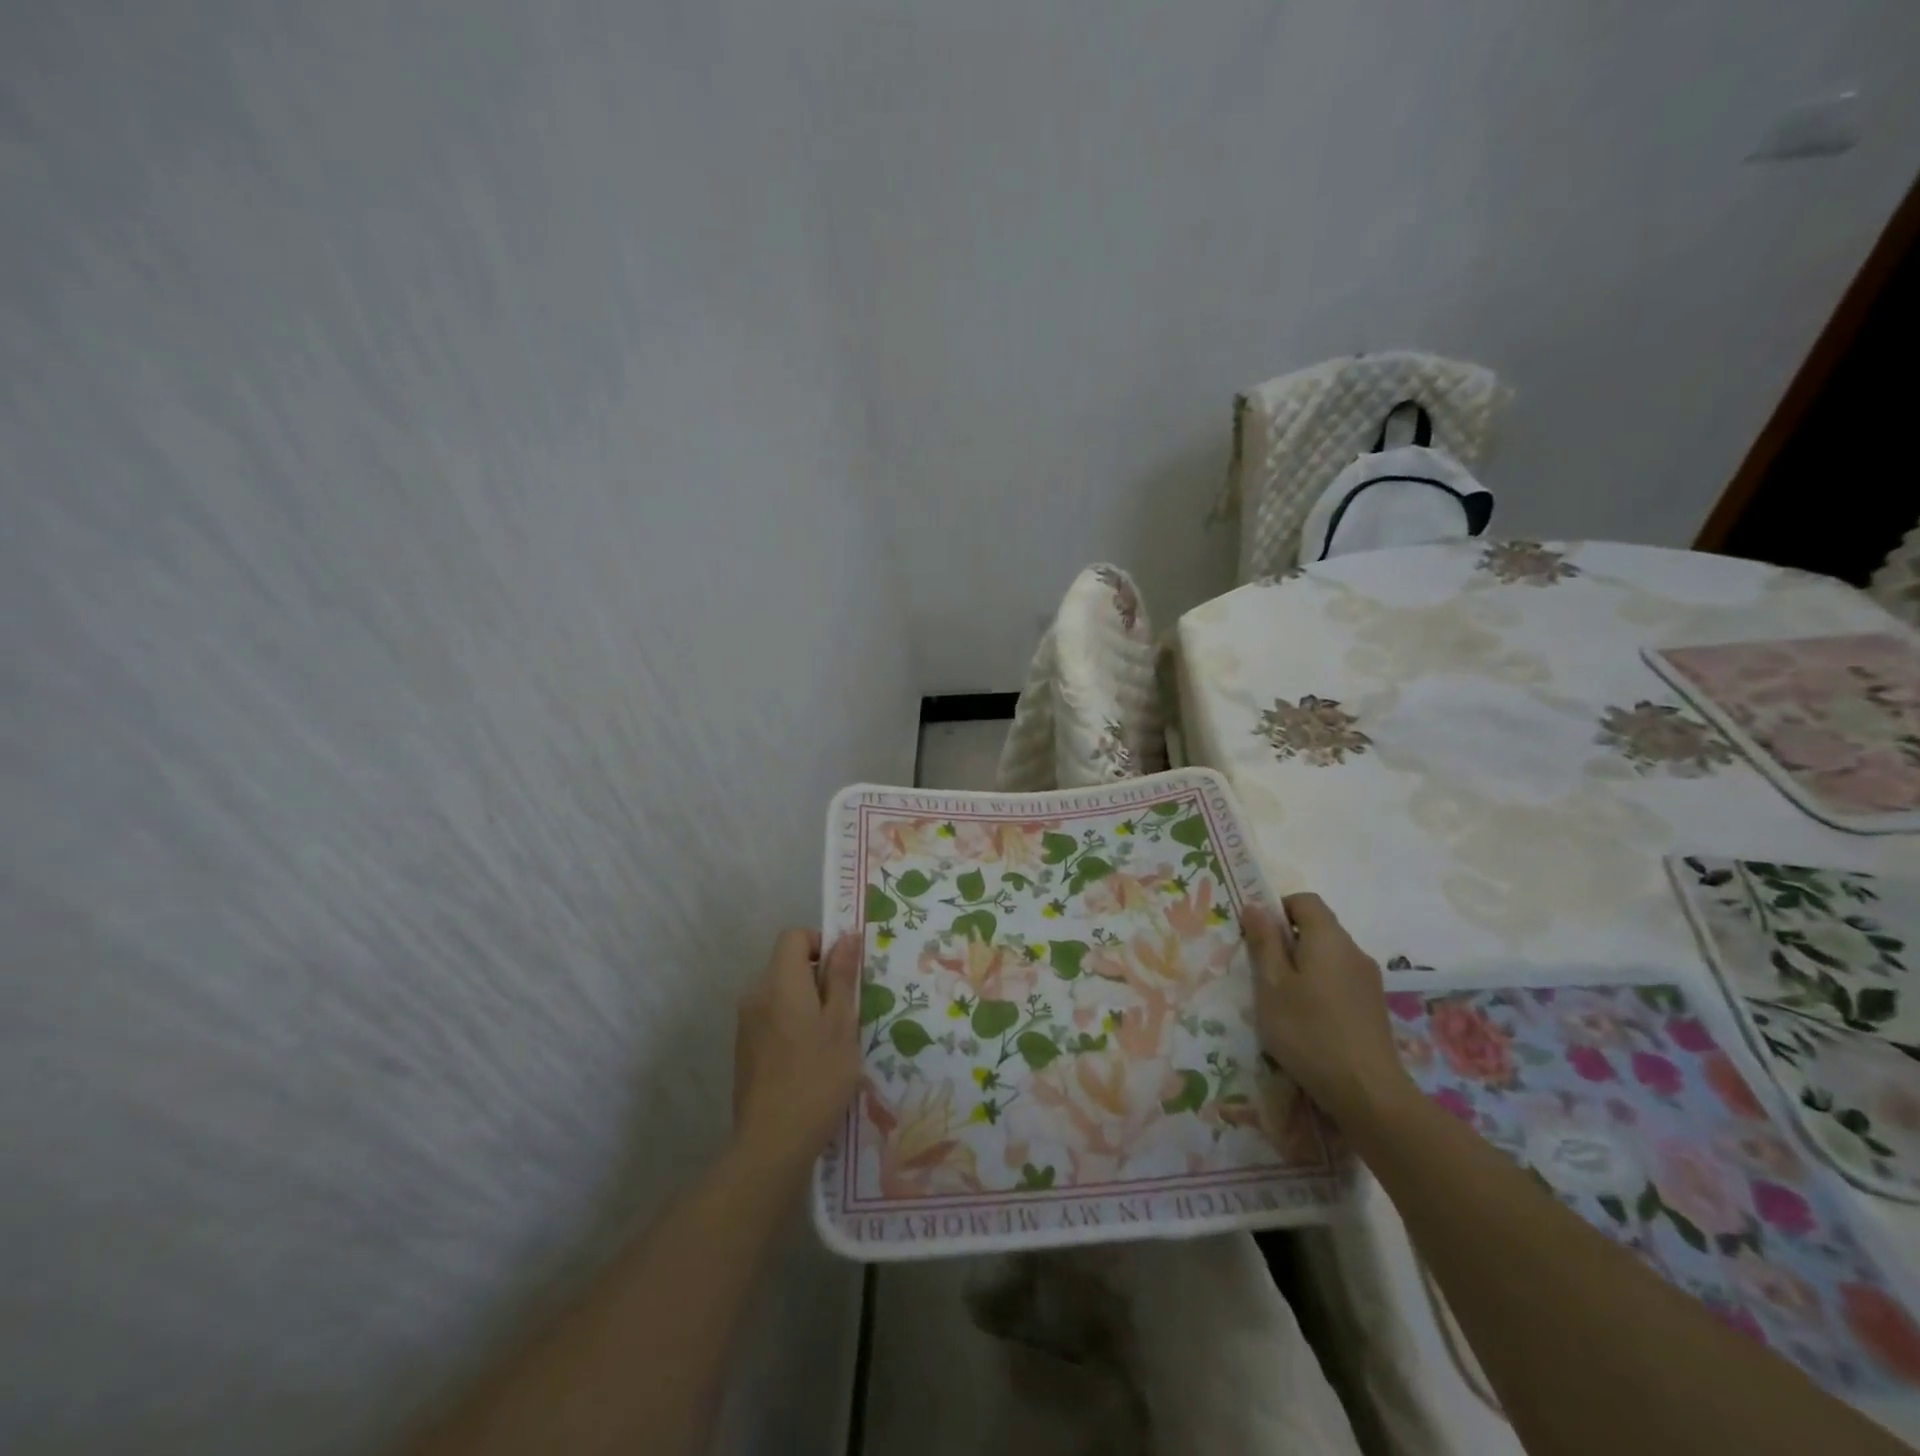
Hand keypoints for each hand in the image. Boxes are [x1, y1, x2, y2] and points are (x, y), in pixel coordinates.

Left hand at [732, 929, 861, 1173]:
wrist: (772, 1143)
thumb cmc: (817, 1078)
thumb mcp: (841, 1024)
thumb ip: (842, 976)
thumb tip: (846, 936)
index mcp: (779, 982)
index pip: (794, 936)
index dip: (821, 943)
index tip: (844, 971)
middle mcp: (756, 994)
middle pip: (787, 963)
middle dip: (818, 976)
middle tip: (846, 1009)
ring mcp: (746, 1023)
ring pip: (781, 992)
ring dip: (807, 1002)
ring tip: (832, 1038)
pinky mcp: (744, 1049)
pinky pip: (772, 1017)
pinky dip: (792, 1023)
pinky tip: (810, 1059)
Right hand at [1242, 893, 1412, 1126]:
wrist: (1368, 1092)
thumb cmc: (1309, 1032)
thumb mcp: (1271, 985)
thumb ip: (1264, 942)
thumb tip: (1255, 906)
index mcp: (1328, 938)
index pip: (1305, 900)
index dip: (1278, 909)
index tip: (1257, 935)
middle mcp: (1353, 951)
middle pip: (1317, 928)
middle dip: (1287, 941)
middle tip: (1262, 972)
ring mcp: (1369, 980)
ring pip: (1328, 956)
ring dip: (1302, 967)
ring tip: (1282, 1000)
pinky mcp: (1374, 1006)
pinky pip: (1340, 980)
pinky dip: (1320, 987)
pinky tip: (1308, 1020)